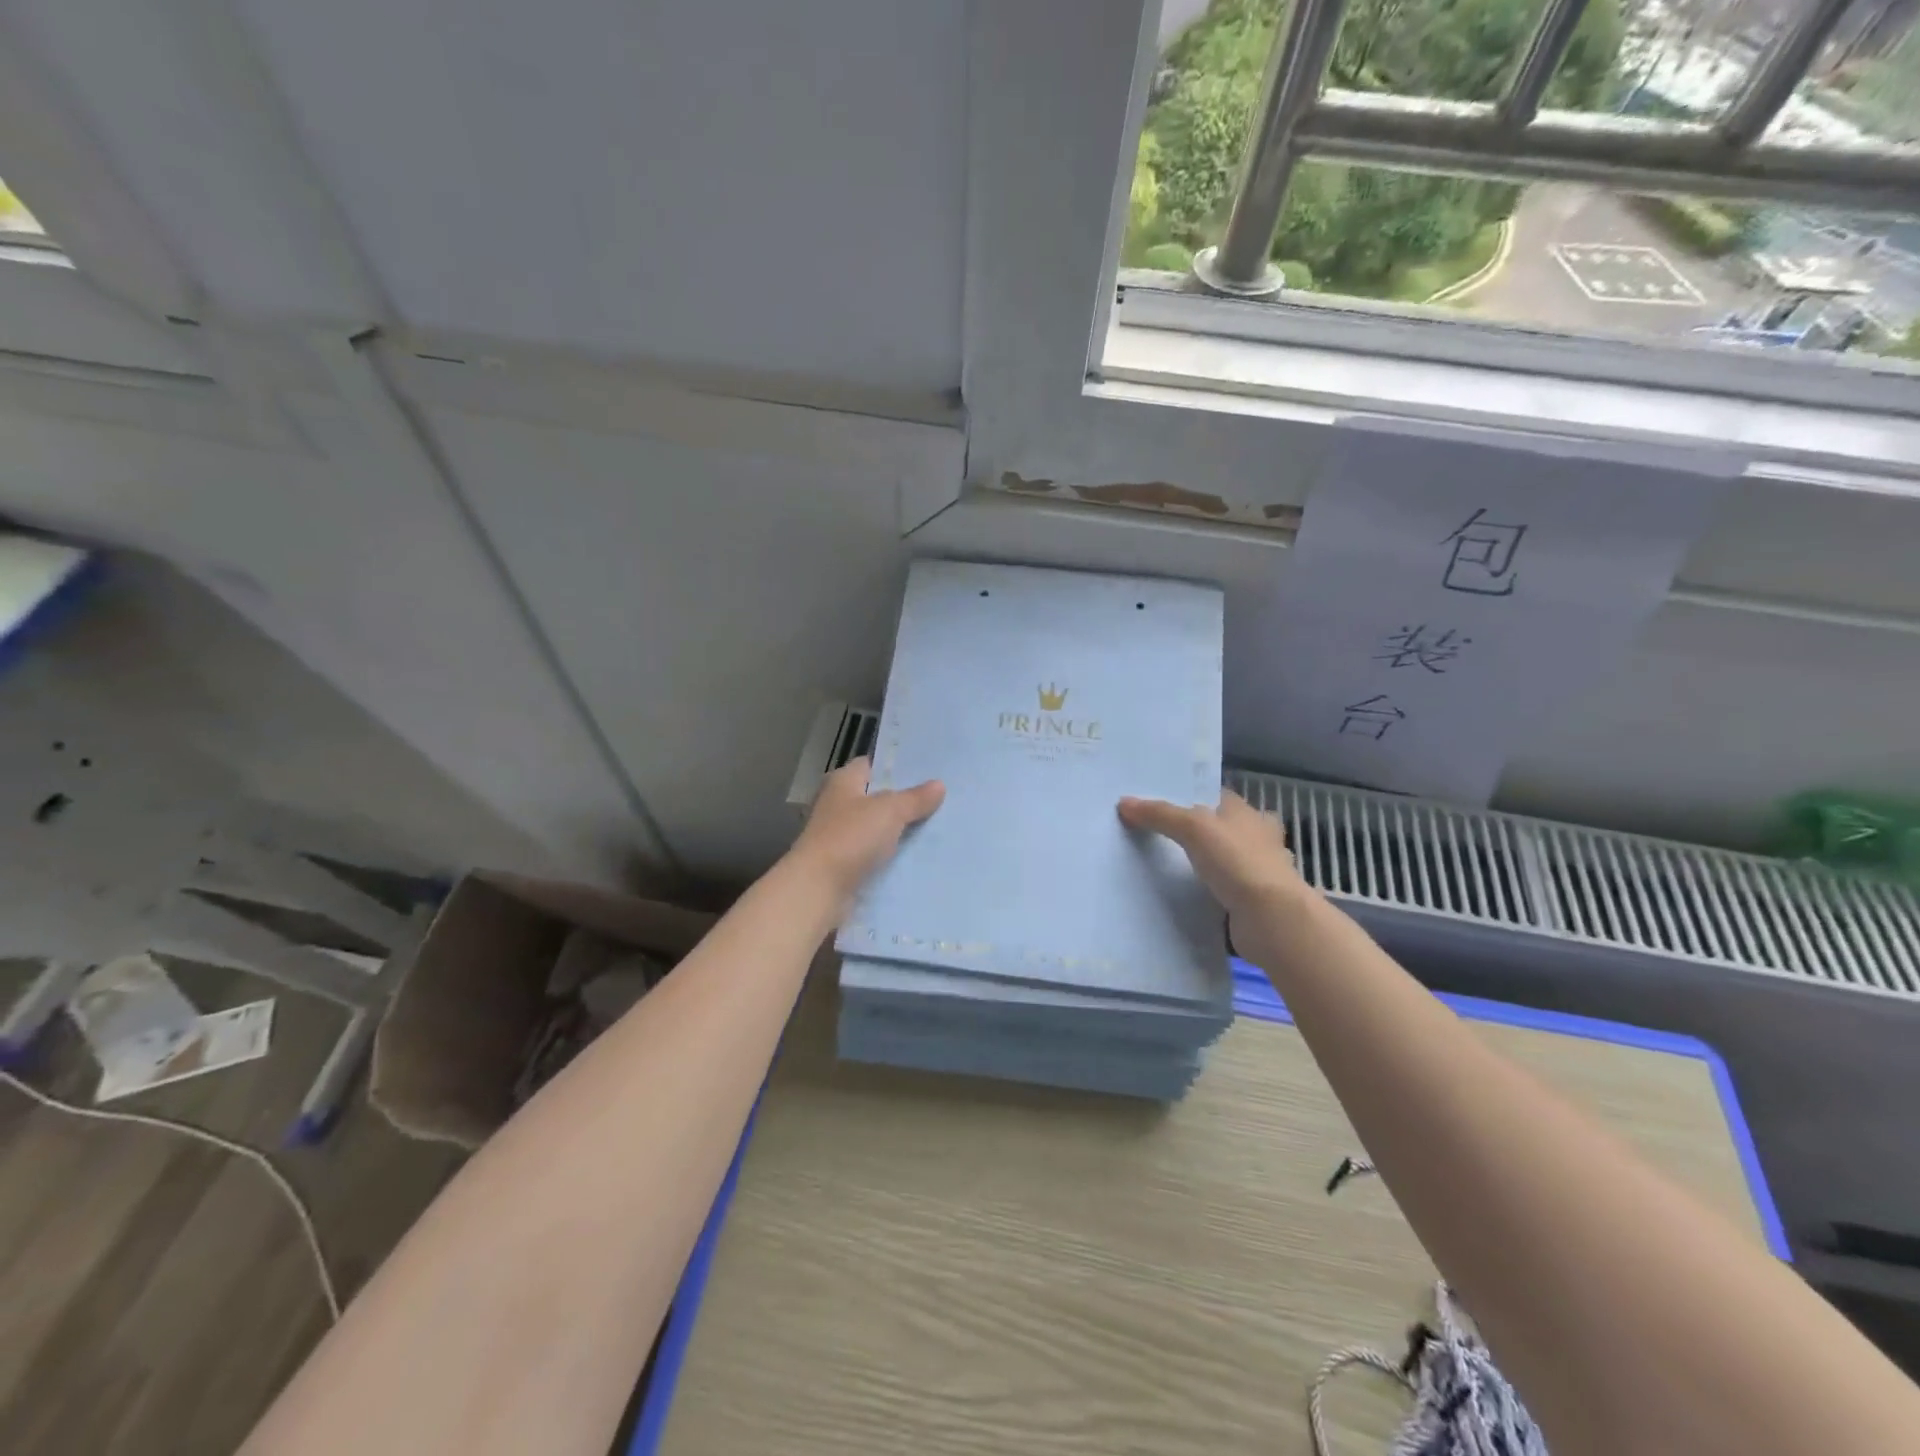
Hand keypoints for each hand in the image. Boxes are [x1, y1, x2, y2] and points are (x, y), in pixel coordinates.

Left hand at [789, 758, 944, 908]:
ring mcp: (837, 836)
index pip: (870, 765)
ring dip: (897, 830)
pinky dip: (889, 856)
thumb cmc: (851, 837)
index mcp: (842, 782)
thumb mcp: (890, 811)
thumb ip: (915, 798)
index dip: (895, 767)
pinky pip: (872, 854)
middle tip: (938, 801)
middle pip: (874, 797)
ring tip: (934, 828)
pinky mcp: (842, 864)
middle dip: (902, 800)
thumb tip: (939, 784)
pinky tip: (915, 857)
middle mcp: (836, 804)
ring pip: (875, 827)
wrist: (818, 888)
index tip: (925, 772)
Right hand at [1117, 790, 1308, 925]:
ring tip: (1164, 866)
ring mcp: (1256, 873)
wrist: (1271, 919)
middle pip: (1220, 829)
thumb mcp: (1193, 827)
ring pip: (1223, 861)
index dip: (1190, 797)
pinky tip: (1184, 895)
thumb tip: (1124, 803)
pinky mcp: (1251, 903)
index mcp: (1247, 814)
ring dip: (1203, 864)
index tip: (1159, 803)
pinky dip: (1207, 892)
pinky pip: (1222, 891)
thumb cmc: (1237, 861)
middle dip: (1197, 833)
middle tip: (1156, 836)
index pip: (1216, 796)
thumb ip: (1159, 814)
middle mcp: (1256, 839)